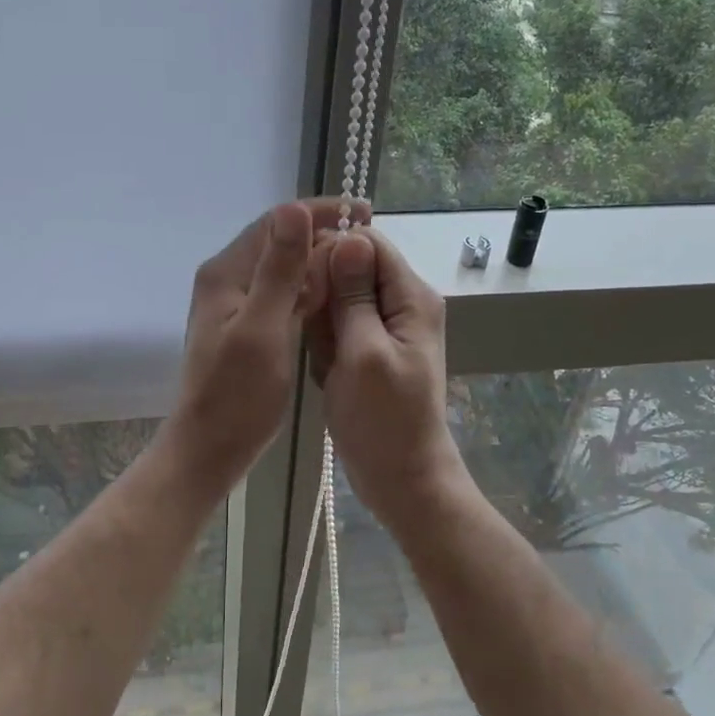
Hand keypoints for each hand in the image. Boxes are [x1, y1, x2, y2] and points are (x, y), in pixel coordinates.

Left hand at [163, 197, 367, 491]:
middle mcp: (227, 279)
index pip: (275, 222)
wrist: (209, 448)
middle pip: (279, 242)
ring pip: (282, 268)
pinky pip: (281, 293)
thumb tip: (294, 209)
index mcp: (226, 273)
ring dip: (317, 262)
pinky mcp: (246, 325)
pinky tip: (333, 296)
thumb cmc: (237, 394)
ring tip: (358, 265)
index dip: (318, 212)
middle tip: (368, 244)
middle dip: (322, 236)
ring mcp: (235, 304)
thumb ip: (279, 270)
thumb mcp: (263, 328)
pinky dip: (307, 289)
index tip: (362, 212)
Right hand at [304, 228, 464, 522]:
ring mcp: (385, 327)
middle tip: (316, 332)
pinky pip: (339, 328)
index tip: (304, 279)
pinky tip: (325, 370)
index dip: (332, 251)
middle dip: (325, 294)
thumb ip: (355, 295)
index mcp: (411, 296)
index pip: (368, 243)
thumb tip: (349, 237)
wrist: (401, 478)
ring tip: (323, 357)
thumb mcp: (364, 352)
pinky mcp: (369, 349)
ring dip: (323, 324)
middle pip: (352, 268)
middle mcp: (402, 303)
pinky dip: (326, 344)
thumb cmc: (383, 419)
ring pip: (340, 299)